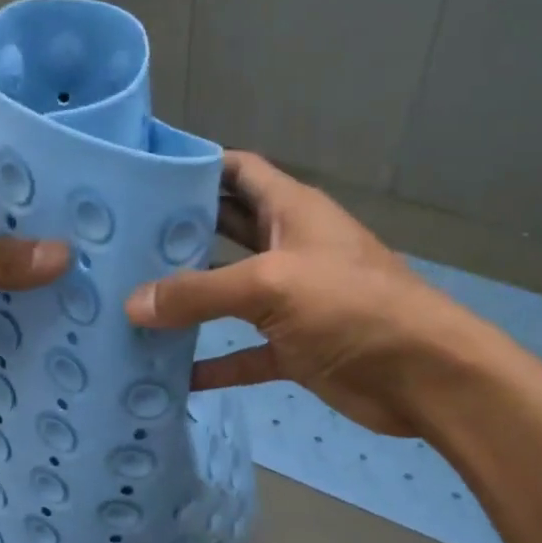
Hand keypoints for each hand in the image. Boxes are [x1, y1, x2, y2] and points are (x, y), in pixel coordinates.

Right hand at [124, 152, 481, 434]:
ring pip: (228, 295)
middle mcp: (287, 249)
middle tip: (118, 245)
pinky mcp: (293, 349)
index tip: (141, 177)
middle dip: (178, 236)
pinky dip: (213, 363)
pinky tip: (172, 373)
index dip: (195, 166)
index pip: (236, 171)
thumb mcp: (272, 285)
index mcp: (291, 211)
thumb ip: (200, 293)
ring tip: (128, 304)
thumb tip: (132, 305)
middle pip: (223, 232)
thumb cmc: (352, 307)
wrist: (423, 375)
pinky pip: (242, 354)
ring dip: (188, 302)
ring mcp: (290, 302)